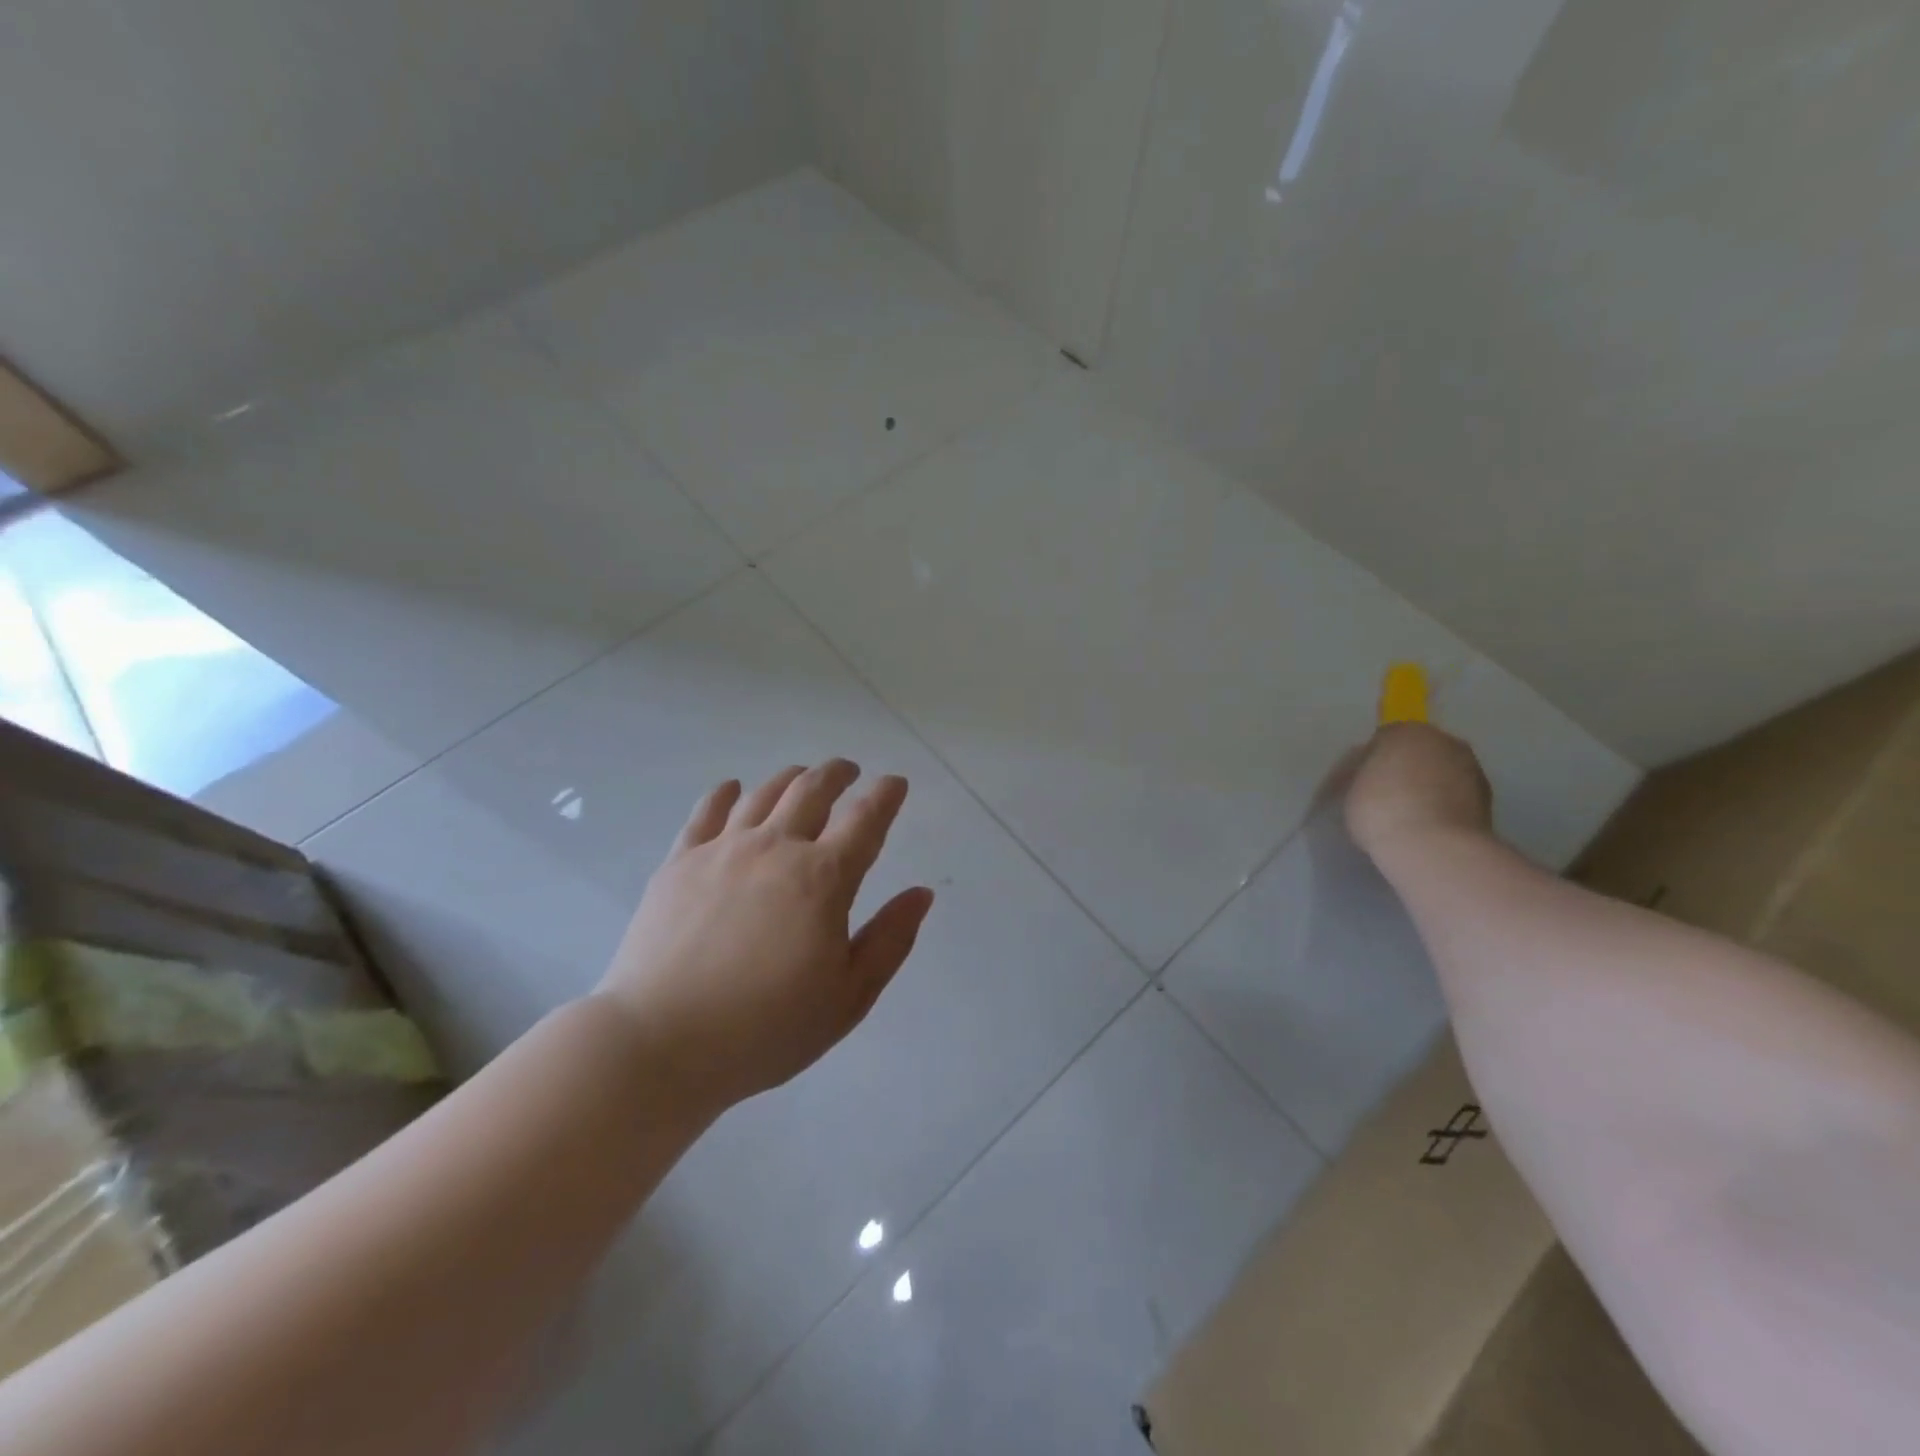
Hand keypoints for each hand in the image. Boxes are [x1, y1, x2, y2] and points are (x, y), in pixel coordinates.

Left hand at [594, 761, 933, 1116]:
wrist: (661, 1042)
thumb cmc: (766, 1029)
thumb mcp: (847, 997)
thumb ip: (889, 940)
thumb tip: (921, 893)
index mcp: (823, 878)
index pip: (865, 819)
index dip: (885, 795)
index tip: (895, 783)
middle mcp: (775, 848)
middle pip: (812, 790)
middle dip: (837, 774)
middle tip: (849, 772)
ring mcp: (722, 850)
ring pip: (763, 793)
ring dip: (790, 778)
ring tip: (801, 777)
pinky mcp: (679, 862)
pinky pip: (707, 812)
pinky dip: (725, 793)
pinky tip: (732, 789)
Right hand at [1344, 723, 1493, 859]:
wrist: (1434, 847)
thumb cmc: (1380, 810)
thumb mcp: (1349, 790)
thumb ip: (1360, 776)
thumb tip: (1369, 778)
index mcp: (1405, 732)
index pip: (1381, 741)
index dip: (1366, 764)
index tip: (1356, 786)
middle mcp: (1443, 741)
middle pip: (1416, 753)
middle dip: (1402, 771)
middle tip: (1383, 799)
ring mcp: (1471, 769)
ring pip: (1440, 774)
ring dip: (1426, 788)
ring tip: (1407, 817)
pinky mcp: (1488, 799)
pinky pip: (1455, 797)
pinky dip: (1443, 807)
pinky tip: (1427, 828)